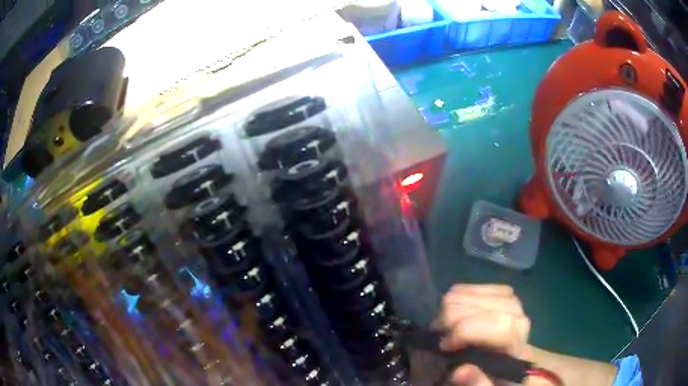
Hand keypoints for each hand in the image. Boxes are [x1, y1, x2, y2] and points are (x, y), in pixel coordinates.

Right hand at [436, 284, 530, 385]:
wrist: (508, 364)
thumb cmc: (496, 379)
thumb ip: (478, 383)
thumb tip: (461, 370)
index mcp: (517, 342)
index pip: (497, 323)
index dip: (465, 331)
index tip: (444, 347)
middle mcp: (518, 315)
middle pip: (473, 305)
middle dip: (448, 323)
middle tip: (442, 342)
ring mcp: (510, 299)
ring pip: (465, 293)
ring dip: (448, 313)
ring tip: (447, 330)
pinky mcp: (501, 292)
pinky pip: (468, 286)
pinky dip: (454, 300)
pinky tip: (455, 316)